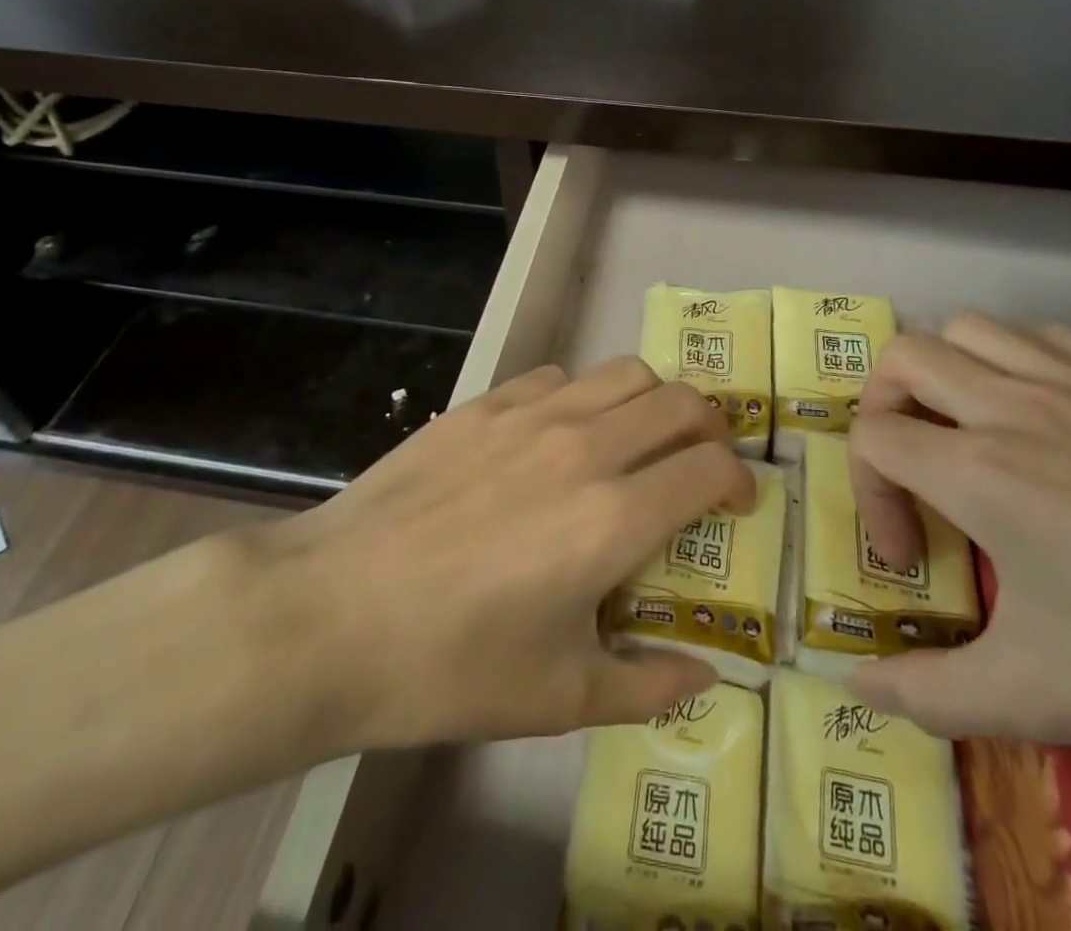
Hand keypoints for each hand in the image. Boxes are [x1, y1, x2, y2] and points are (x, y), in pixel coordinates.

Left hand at [242, 358, 752, 754]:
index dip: (739, 482)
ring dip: (651, 402)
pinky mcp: (483, 404)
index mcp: (614, 515)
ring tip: (637, 440)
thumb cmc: (450, 665)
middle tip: (700, 462)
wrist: (330, 614)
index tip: (737, 505)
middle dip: (710, 428)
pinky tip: (556, 437)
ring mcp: (531, 415)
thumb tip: (703, 674)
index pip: (711, 467)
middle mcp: (585, 446)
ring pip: (624, 373)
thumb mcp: (558, 697)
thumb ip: (646, 685)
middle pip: (681, 401)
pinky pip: (557, 378)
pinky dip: (581, 398)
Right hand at [845, 315, 1070, 795]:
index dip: (869, 495)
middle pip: (904, 357)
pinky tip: (1049, 416)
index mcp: (982, 471)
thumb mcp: (1044, 701)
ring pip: (973, 329)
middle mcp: (1017, 405)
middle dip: (884, 407)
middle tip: (914, 469)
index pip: (872, 439)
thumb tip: (854, 686)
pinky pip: (1048, 335)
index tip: (911, 558)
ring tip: (972, 432)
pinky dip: (1018, 360)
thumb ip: (931, 692)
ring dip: (948, 371)